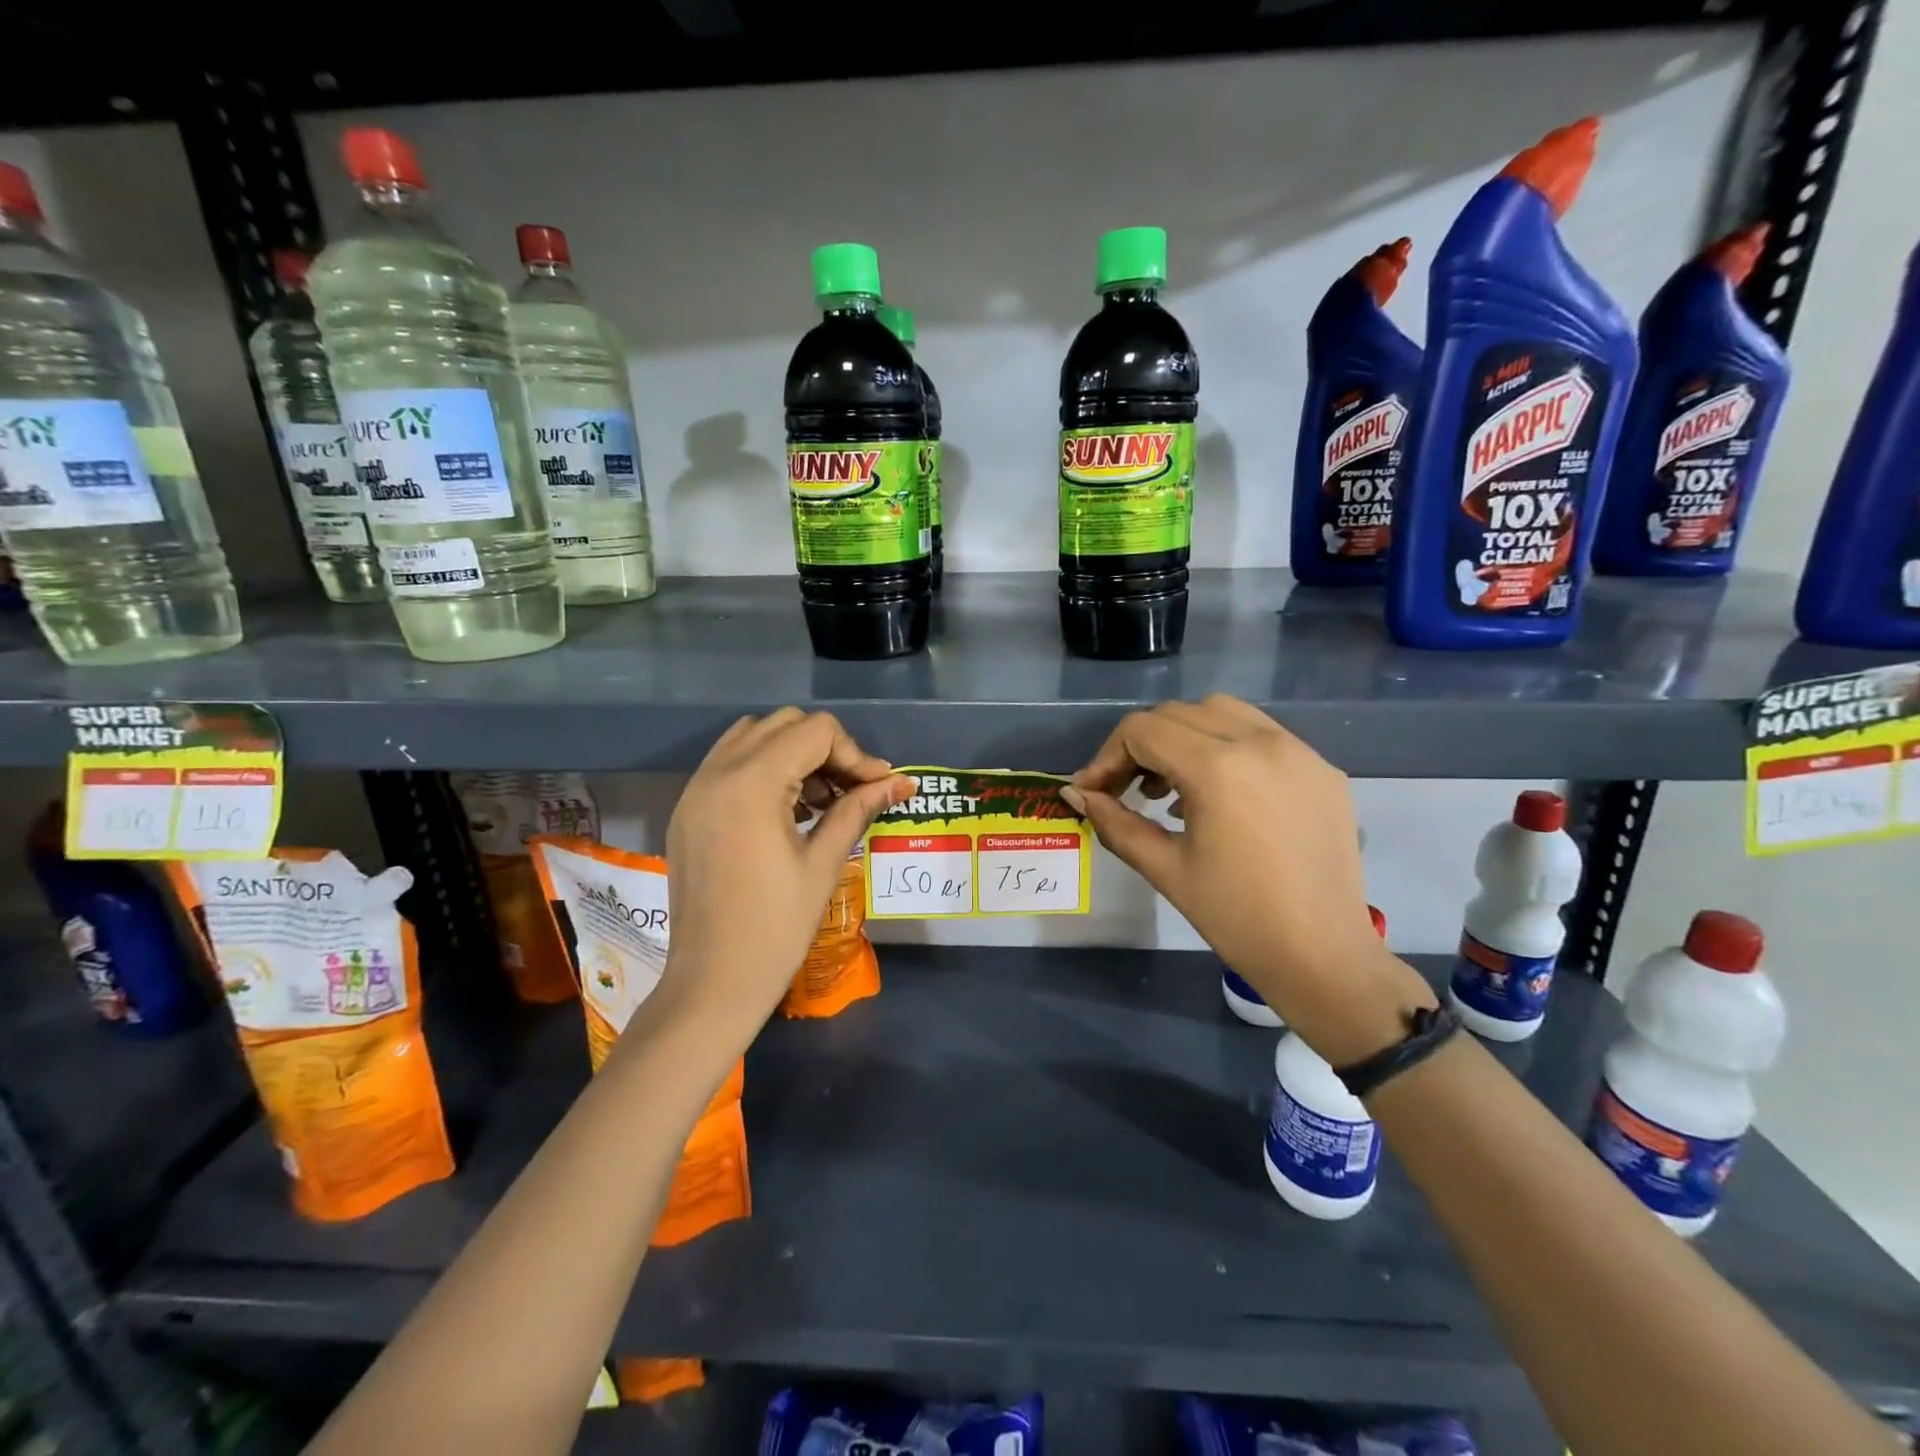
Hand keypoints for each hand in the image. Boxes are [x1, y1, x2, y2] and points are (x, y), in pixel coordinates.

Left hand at [662, 709, 909, 1032]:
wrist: (713, 982)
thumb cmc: (776, 927)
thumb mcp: (824, 863)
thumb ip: (858, 809)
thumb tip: (899, 782)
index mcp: (751, 783)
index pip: (815, 732)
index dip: (855, 754)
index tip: (878, 787)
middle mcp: (717, 772)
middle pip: (784, 724)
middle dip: (826, 748)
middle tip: (851, 789)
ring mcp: (695, 789)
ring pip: (752, 737)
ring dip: (793, 754)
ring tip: (820, 798)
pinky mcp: (688, 809)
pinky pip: (728, 762)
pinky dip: (763, 768)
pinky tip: (787, 808)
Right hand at [1064, 695, 1432, 1063]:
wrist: (1323, 957)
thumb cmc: (1236, 918)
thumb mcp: (1165, 869)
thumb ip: (1115, 822)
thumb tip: (1076, 793)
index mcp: (1219, 767)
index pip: (1143, 731)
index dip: (1107, 757)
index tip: (1093, 791)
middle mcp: (1261, 742)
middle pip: (1178, 714)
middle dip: (1141, 745)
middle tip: (1125, 789)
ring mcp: (1298, 751)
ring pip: (1222, 712)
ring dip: (1184, 736)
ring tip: (1171, 788)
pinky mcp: (1322, 768)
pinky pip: (1261, 734)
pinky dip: (1226, 746)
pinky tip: (1219, 794)